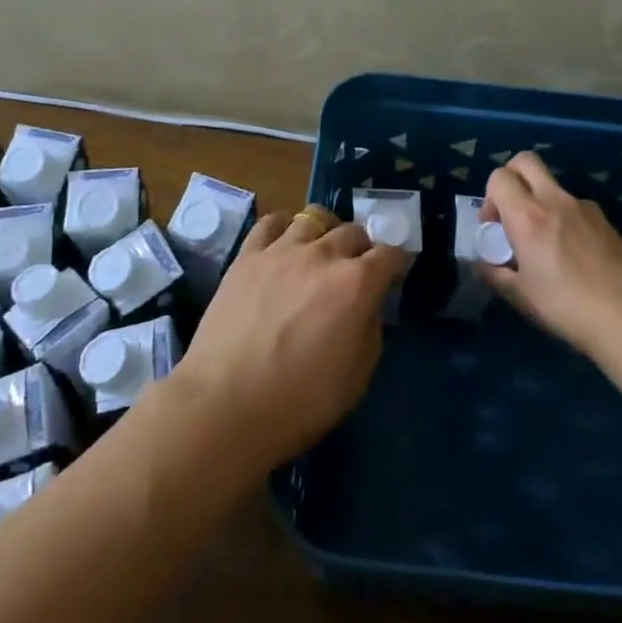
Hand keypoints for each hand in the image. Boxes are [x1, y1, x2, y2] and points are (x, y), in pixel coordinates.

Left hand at [167, 207, 406, 470]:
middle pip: (353, 231)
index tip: (392, 276)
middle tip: (355, 270)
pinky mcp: (247, 256)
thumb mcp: (357, 377)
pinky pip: (270, 222)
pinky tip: (282, 243)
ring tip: (319, 250)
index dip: (395, 264)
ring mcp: (282, 250)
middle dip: (361, 248)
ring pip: (313, 218)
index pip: (390, 254)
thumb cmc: (300, 402)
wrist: (226, 405)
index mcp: (357, 284)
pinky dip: (283, 227)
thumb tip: (367, 307)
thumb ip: (370, 331)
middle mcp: (323, 255)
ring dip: (324, 232)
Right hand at [480, 152, 621, 359]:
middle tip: (512, 215)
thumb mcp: (521, 297)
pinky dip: (565, 220)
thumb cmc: (568, 307)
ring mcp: (586, 208)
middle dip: (512, 178)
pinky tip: (573, 258)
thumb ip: (494, 274)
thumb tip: (481, 264)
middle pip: (526, 161)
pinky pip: (576, 208)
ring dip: (540, 203)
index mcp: (529, 216)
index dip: (489, 197)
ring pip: (553, 187)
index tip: (493, 228)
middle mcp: (556, 200)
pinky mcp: (608, 222)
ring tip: (545, 246)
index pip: (499, 177)